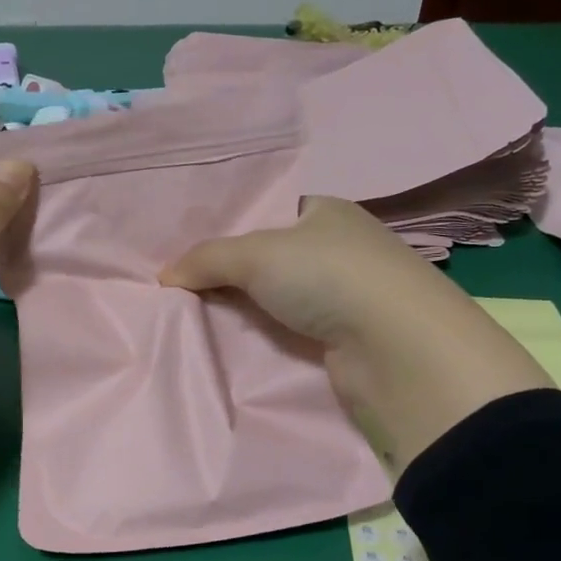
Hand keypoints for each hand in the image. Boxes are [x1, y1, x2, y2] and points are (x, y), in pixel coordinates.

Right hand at [159, 197, 551, 468]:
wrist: (396, 349)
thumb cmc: (329, 277)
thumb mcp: (256, 253)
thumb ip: (206, 258)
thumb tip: (164, 276)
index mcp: (325, 212)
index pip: (266, 215)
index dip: (226, 231)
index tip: (186, 254)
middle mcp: (338, 248)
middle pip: (267, 260)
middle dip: (227, 275)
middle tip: (179, 289)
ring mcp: (344, 296)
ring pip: (276, 299)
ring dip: (242, 310)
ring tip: (191, 319)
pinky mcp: (343, 339)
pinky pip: (288, 332)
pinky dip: (262, 337)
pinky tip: (228, 344)